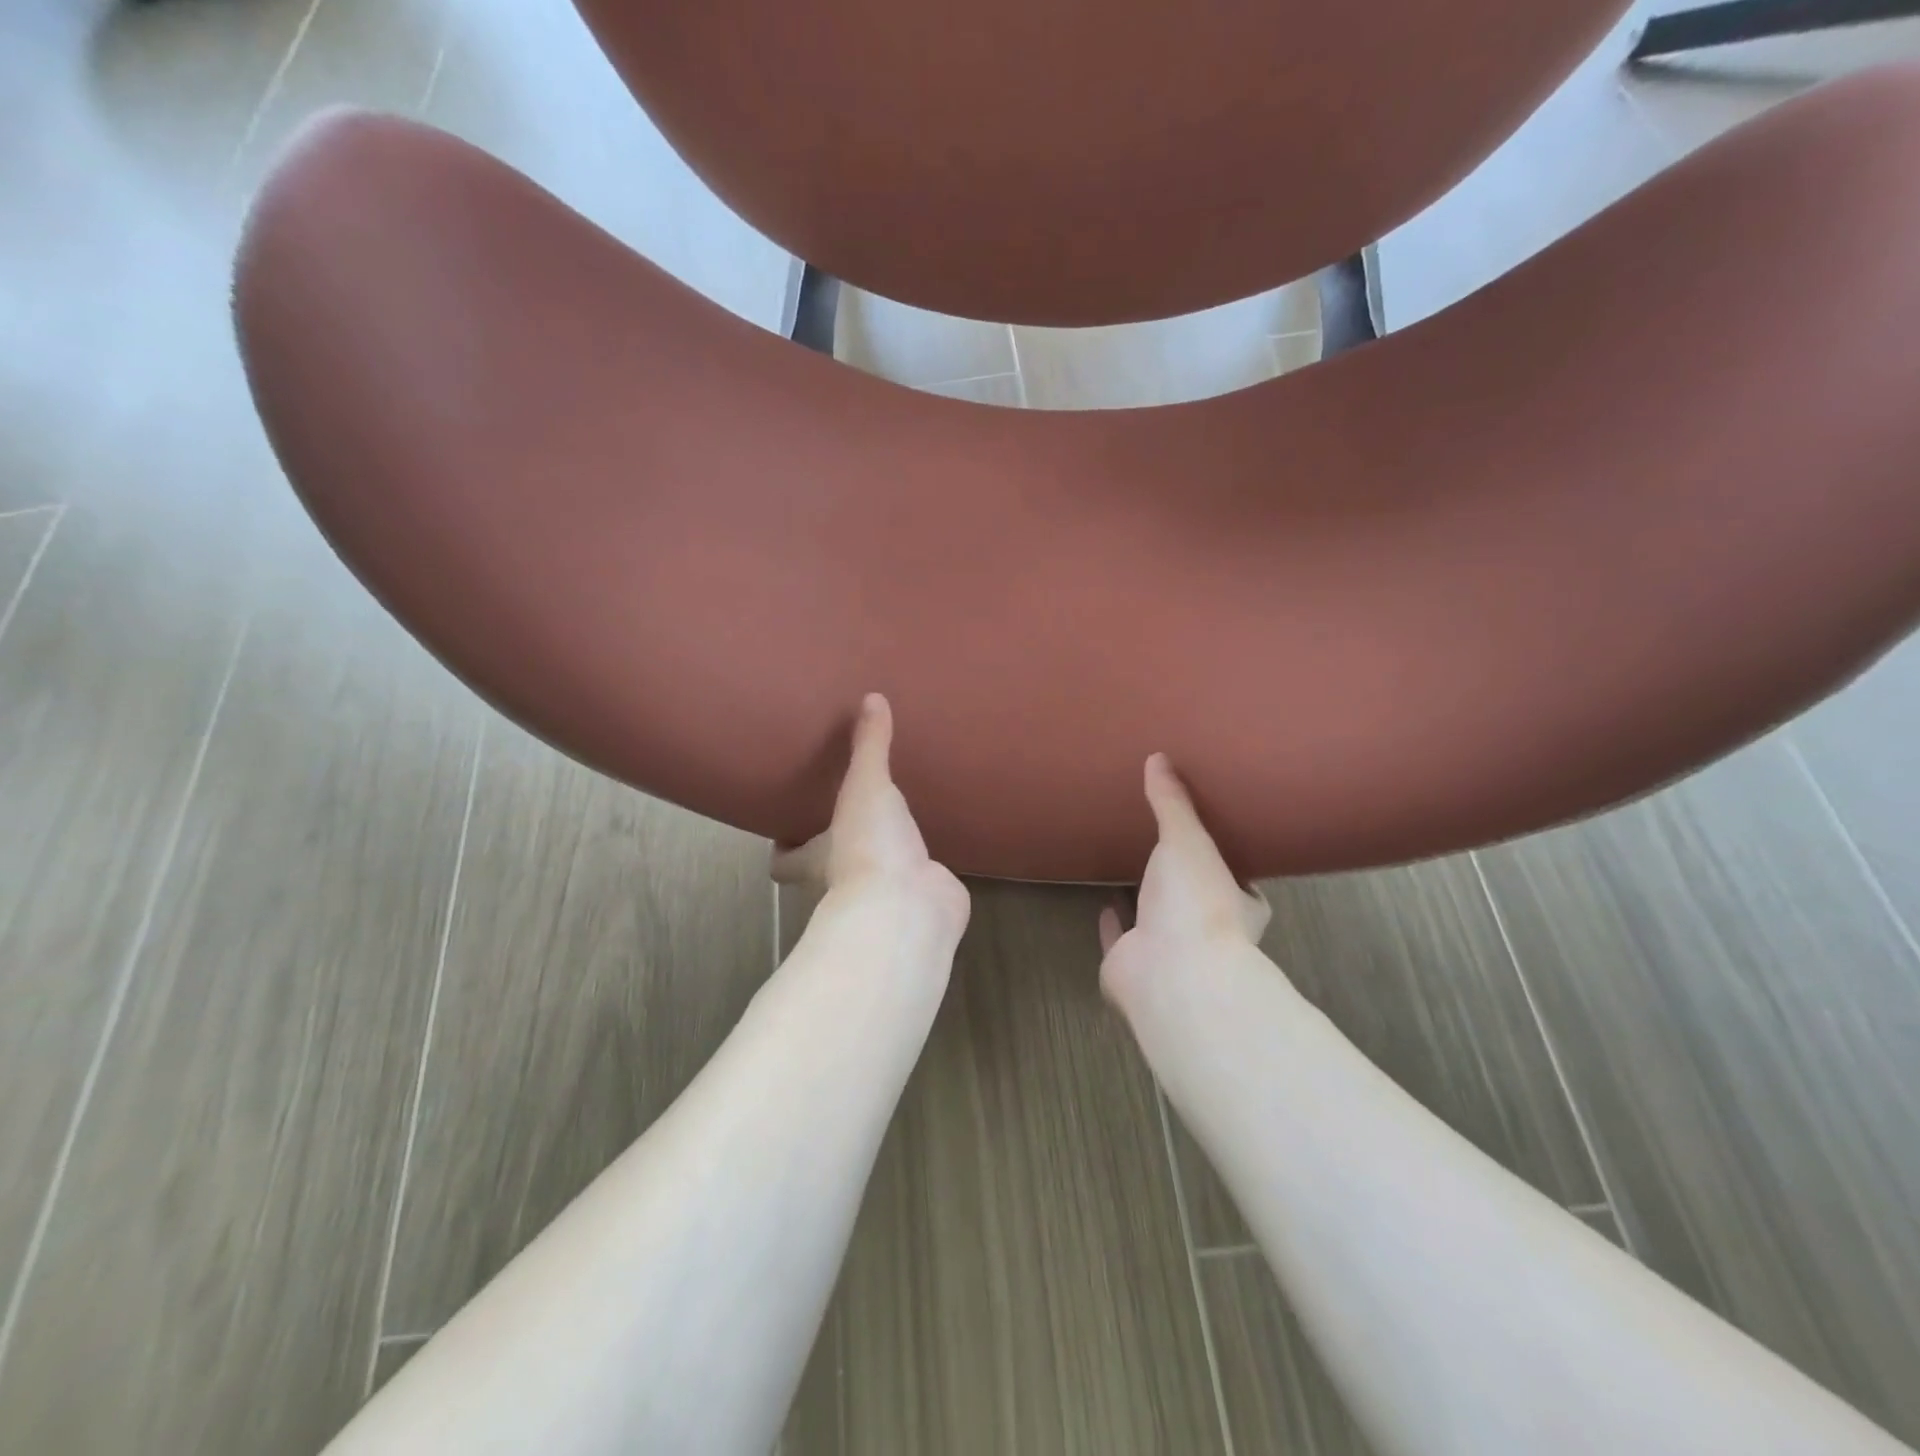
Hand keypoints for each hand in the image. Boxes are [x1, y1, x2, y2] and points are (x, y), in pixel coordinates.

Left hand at [772, 694, 969, 937]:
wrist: (910, 908)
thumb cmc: (869, 847)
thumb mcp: (866, 786)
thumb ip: (869, 745)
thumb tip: (871, 698)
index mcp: (818, 857)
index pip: (784, 860)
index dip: (782, 847)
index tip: (786, 828)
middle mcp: (845, 880)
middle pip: (829, 866)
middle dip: (837, 844)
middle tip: (853, 810)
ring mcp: (886, 895)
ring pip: (878, 872)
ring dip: (886, 853)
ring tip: (901, 818)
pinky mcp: (922, 900)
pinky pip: (921, 879)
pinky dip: (927, 866)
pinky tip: (938, 841)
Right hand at [1098, 754, 1269, 1007]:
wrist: (1172, 972)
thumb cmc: (1197, 902)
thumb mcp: (1188, 839)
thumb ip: (1173, 803)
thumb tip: (1159, 757)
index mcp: (1236, 906)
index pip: (1242, 887)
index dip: (1230, 870)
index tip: (1217, 848)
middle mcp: (1206, 932)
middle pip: (1197, 905)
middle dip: (1183, 885)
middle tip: (1166, 856)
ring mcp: (1169, 954)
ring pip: (1157, 923)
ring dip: (1147, 903)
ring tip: (1131, 872)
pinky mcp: (1131, 967)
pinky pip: (1120, 940)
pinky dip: (1113, 926)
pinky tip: (1104, 908)